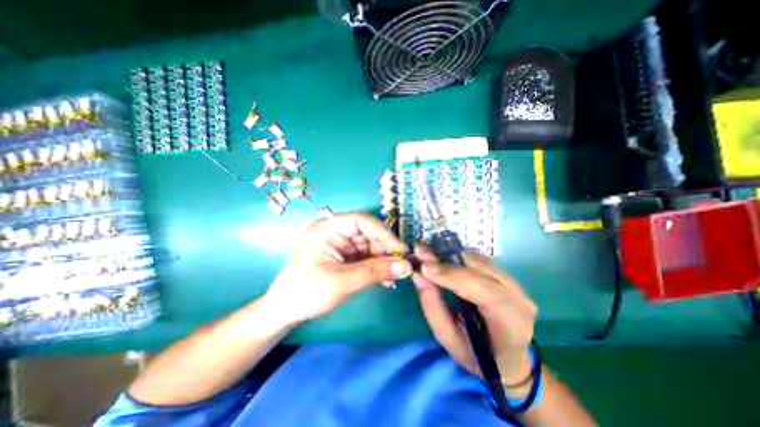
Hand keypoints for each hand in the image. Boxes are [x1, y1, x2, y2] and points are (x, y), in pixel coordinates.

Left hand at [265, 214, 412, 323]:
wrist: (285, 311)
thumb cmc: (306, 292)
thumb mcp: (342, 281)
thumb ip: (375, 272)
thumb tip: (406, 266)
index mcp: (329, 228)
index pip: (362, 221)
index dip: (384, 233)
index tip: (400, 250)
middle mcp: (336, 231)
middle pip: (368, 233)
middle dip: (385, 250)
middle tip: (401, 266)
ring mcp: (341, 244)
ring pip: (370, 246)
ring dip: (383, 261)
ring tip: (395, 276)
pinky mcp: (345, 256)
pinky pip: (366, 257)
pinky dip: (377, 267)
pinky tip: (386, 280)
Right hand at [413, 246, 535, 394]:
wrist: (508, 356)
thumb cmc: (476, 354)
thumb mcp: (448, 339)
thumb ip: (432, 306)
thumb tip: (418, 274)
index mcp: (510, 322)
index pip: (483, 290)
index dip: (452, 275)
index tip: (424, 267)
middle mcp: (517, 296)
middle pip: (479, 268)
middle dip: (447, 261)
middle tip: (421, 255)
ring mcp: (515, 282)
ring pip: (478, 258)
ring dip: (451, 256)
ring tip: (429, 258)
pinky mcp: (506, 273)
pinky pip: (478, 258)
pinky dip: (458, 257)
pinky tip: (444, 262)